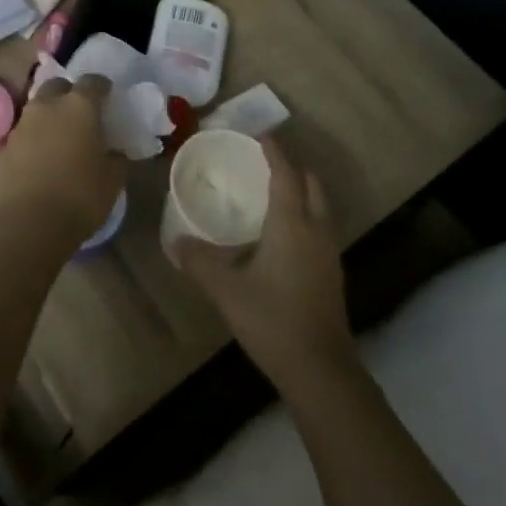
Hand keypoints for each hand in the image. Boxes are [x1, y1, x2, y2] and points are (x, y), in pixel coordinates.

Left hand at [0, 74, 124, 237]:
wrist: (31, 222)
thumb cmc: (81, 195)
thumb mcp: (113, 178)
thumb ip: (116, 157)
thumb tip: (114, 151)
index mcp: (79, 106)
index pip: (92, 81)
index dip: (101, 86)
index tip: (108, 95)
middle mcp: (48, 106)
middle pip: (57, 86)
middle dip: (68, 93)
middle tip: (80, 112)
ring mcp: (22, 124)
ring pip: (37, 107)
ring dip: (48, 115)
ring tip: (59, 134)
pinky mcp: (4, 146)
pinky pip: (22, 133)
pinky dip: (32, 138)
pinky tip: (39, 154)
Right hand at [177, 135, 352, 384]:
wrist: (321, 370)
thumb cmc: (273, 320)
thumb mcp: (226, 290)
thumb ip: (199, 262)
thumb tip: (174, 242)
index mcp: (292, 224)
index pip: (286, 174)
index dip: (274, 151)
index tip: (259, 135)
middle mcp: (316, 230)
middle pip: (311, 184)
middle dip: (292, 167)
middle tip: (263, 162)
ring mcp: (328, 253)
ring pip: (319, 206)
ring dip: (300, 191)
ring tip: (270, 192)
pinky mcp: (331, 273)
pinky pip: (319, 227)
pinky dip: (303, 214)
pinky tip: (281, 233)